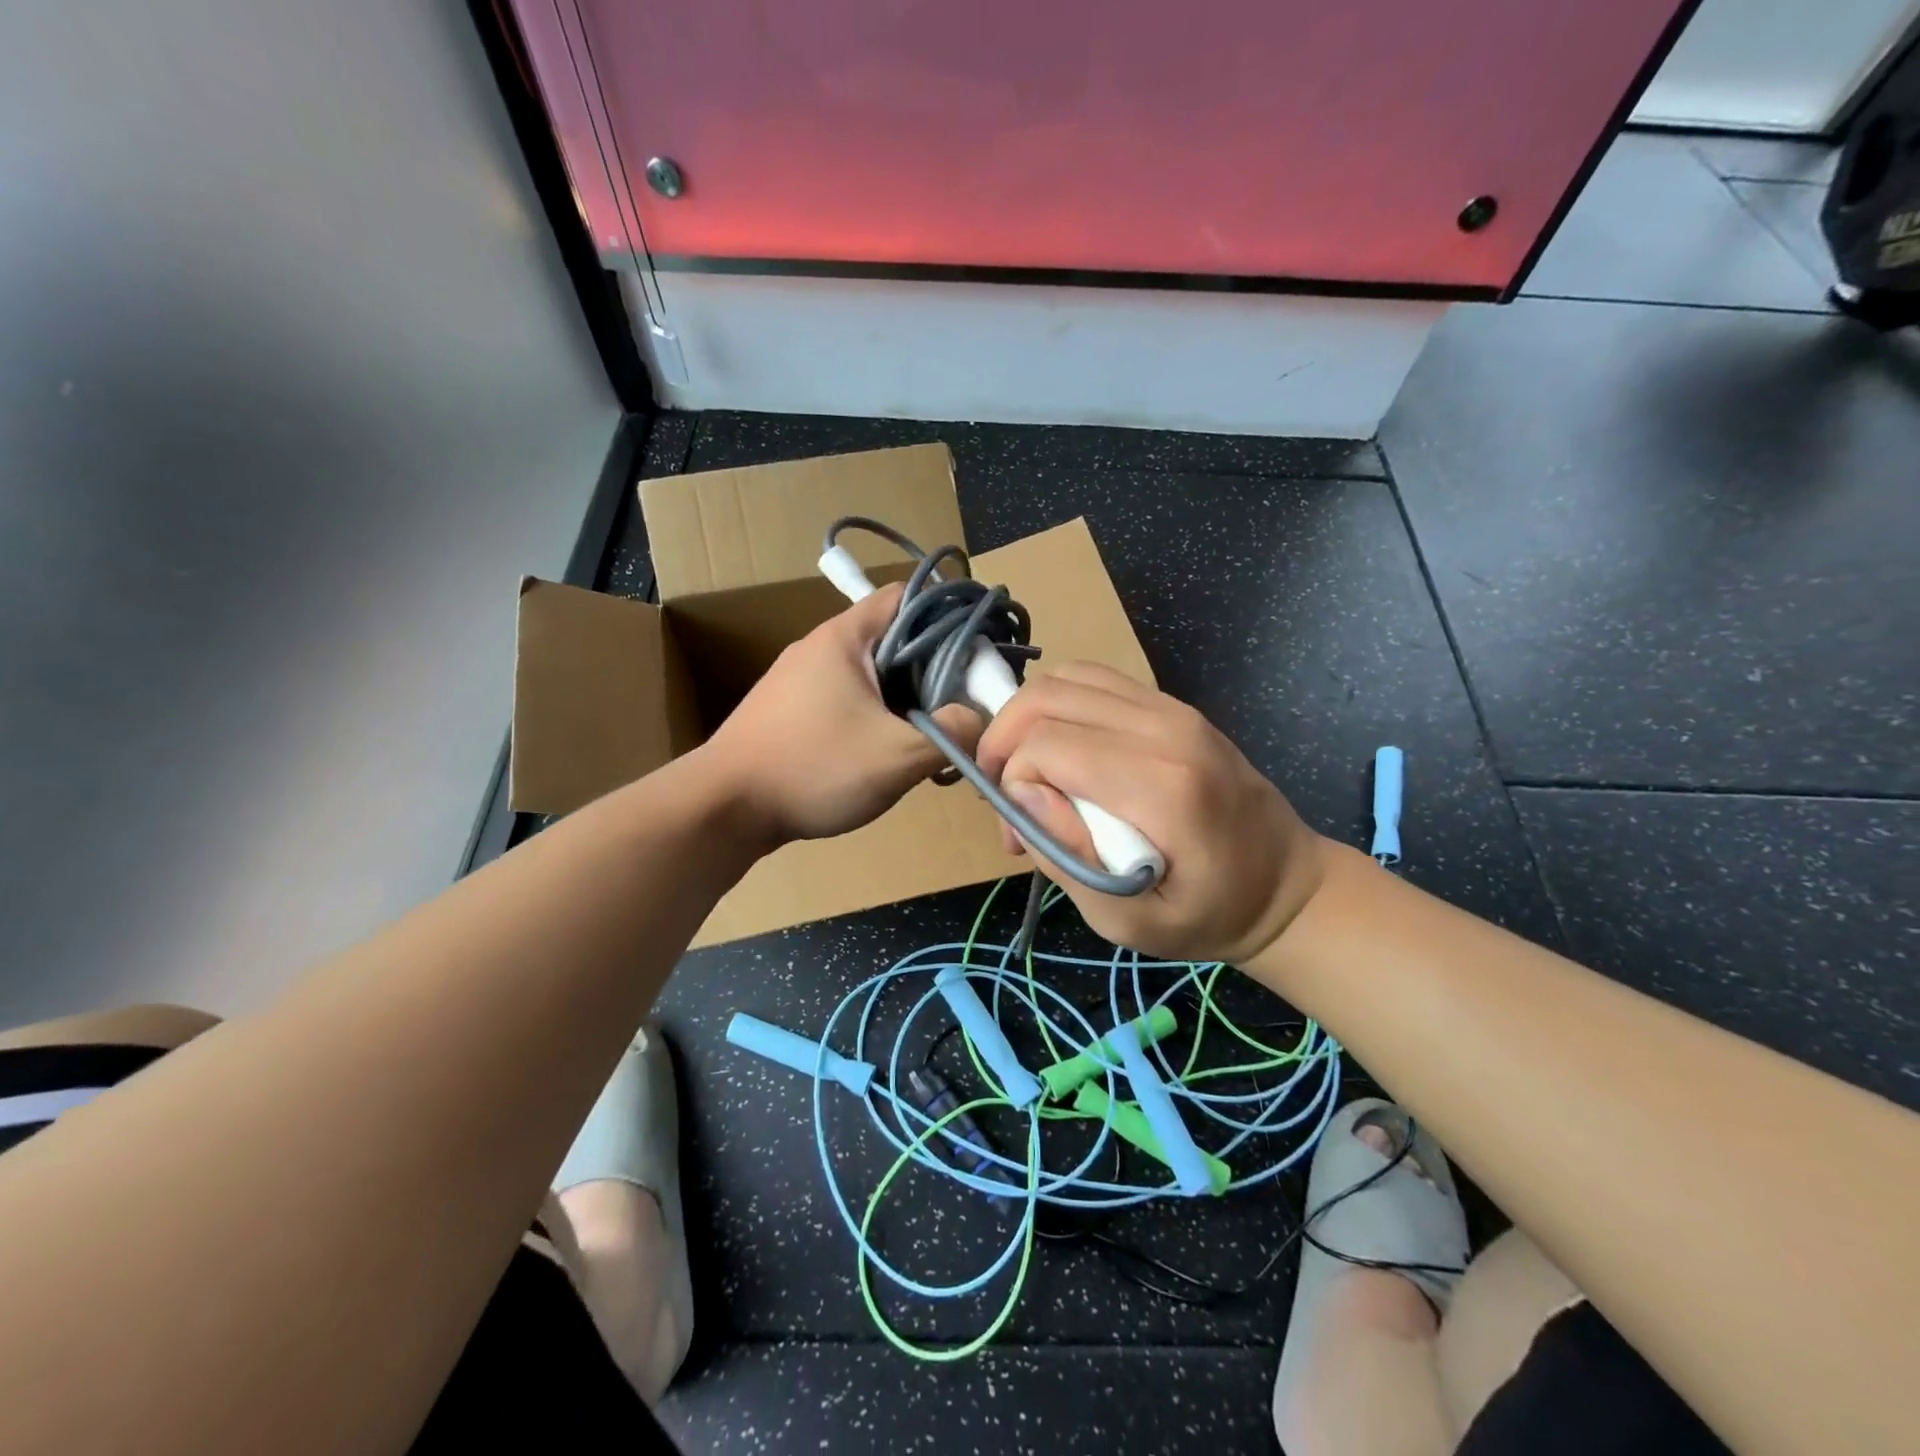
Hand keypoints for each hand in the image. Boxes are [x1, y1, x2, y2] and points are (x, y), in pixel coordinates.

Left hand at [699, 584, 980, 844]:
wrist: (725, 809)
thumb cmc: (814, 768)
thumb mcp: (898, 755)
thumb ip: (951, 733)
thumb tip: (977, 719)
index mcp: (844, 637)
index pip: (908, 597)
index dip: (949, 617)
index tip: (976, 653)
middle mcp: (820, 648)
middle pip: (893, 638)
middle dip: (933, 668)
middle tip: (959, 703)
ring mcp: (800, 680)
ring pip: (872, 674)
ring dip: (905, 698)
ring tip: (929, 733)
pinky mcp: (791, 711)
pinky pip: (849, 700)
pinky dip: (876, 716)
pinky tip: (887, 752)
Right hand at [975, 663, 1325, 962]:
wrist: (1286, 885)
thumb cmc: (1209, 915)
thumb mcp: (1127, 920)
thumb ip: (1067, 858)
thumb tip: (1019, 794)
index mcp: (1162, 786)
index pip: (1047, 745)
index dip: (1012, 782)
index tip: (1019, 832)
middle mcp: (1167, 728)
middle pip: (1047, 697)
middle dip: (1004, 741)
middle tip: (1003, 795)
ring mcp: (1173, 708)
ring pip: (1066, 678)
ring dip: (1026, 719)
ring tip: (1026, 770)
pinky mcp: (1173, 705)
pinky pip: (1094, 681)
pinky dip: (1058, 707)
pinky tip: (1060, 750)